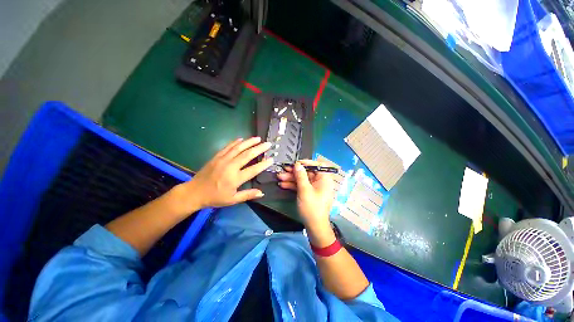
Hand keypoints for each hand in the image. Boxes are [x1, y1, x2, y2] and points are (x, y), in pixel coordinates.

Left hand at [170, 137, 272, 213]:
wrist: (194, 192)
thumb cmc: (215, 198)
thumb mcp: (232, 200)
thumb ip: (247, 195)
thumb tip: (262, 193)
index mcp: (235, 179)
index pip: (253, 170)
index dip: (263, 164)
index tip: (271, 159)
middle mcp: (230, 167)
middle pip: (247, 155)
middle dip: (259, 148)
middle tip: (268, 144)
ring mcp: (222, 160)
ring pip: (238, 148)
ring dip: (249, 142)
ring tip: (258, 138)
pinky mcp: (216, 157)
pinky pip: (228, 147)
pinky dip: (235, 142)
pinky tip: (242, 139)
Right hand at [277, 160, 334, 228]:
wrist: (314, 227)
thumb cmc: (312, 207)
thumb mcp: (305, 190)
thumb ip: (301, 176)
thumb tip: (297, 164)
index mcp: (324, 179)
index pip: (317, 165)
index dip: (307, 163)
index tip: (296, 163)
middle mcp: (320, 182)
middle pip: (307, 172)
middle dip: (294, 172)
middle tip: (283, 169)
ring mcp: (314, 188)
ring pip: (302, 179)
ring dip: (291, 178)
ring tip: (279, 177)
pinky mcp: (309, 193)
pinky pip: (301, 186)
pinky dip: (293, 185)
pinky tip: (283, 185)